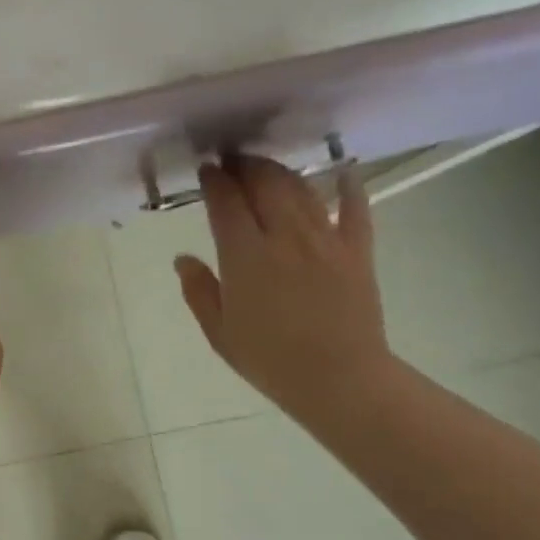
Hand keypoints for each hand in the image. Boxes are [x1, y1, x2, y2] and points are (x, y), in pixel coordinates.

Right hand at [175, 155, 392, 425]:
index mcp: (245, 256)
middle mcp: (285, 236)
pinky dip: (348, 185)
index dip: (214, 181)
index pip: (226, 203)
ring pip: (301, 189)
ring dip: (281, 171)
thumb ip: (198, 290)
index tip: (206, 170)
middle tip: (232, 161)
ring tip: (266, 168)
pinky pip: (355, 207)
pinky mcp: (357, 249)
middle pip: (265, 184)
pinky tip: (341, 172)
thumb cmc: (268, 359)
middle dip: (246, 166)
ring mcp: (325, 239)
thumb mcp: (218, 331)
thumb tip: (182, 258)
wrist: (338, 378)